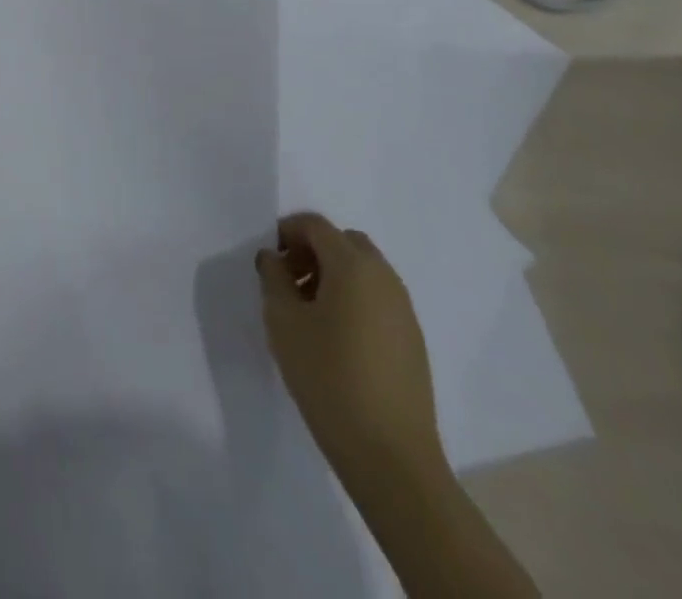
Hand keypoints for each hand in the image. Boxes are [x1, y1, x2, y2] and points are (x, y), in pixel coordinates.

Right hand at [256, 212, 443, 484]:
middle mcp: (384, 277)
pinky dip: (354, 299)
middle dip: (313, 250)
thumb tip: (274, 257)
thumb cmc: (328, 378)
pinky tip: (336, 338)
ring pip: (364, 270)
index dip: (287, 232)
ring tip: (309, 313)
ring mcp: (404, 309)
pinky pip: (378, 298)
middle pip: (344, 242)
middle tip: (289, 282)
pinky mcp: (413, 340)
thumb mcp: (283, 322)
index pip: (316, 225)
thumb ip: (273, 278)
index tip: (269, 260)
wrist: (391, 456)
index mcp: (353, 265)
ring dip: (334, 275)